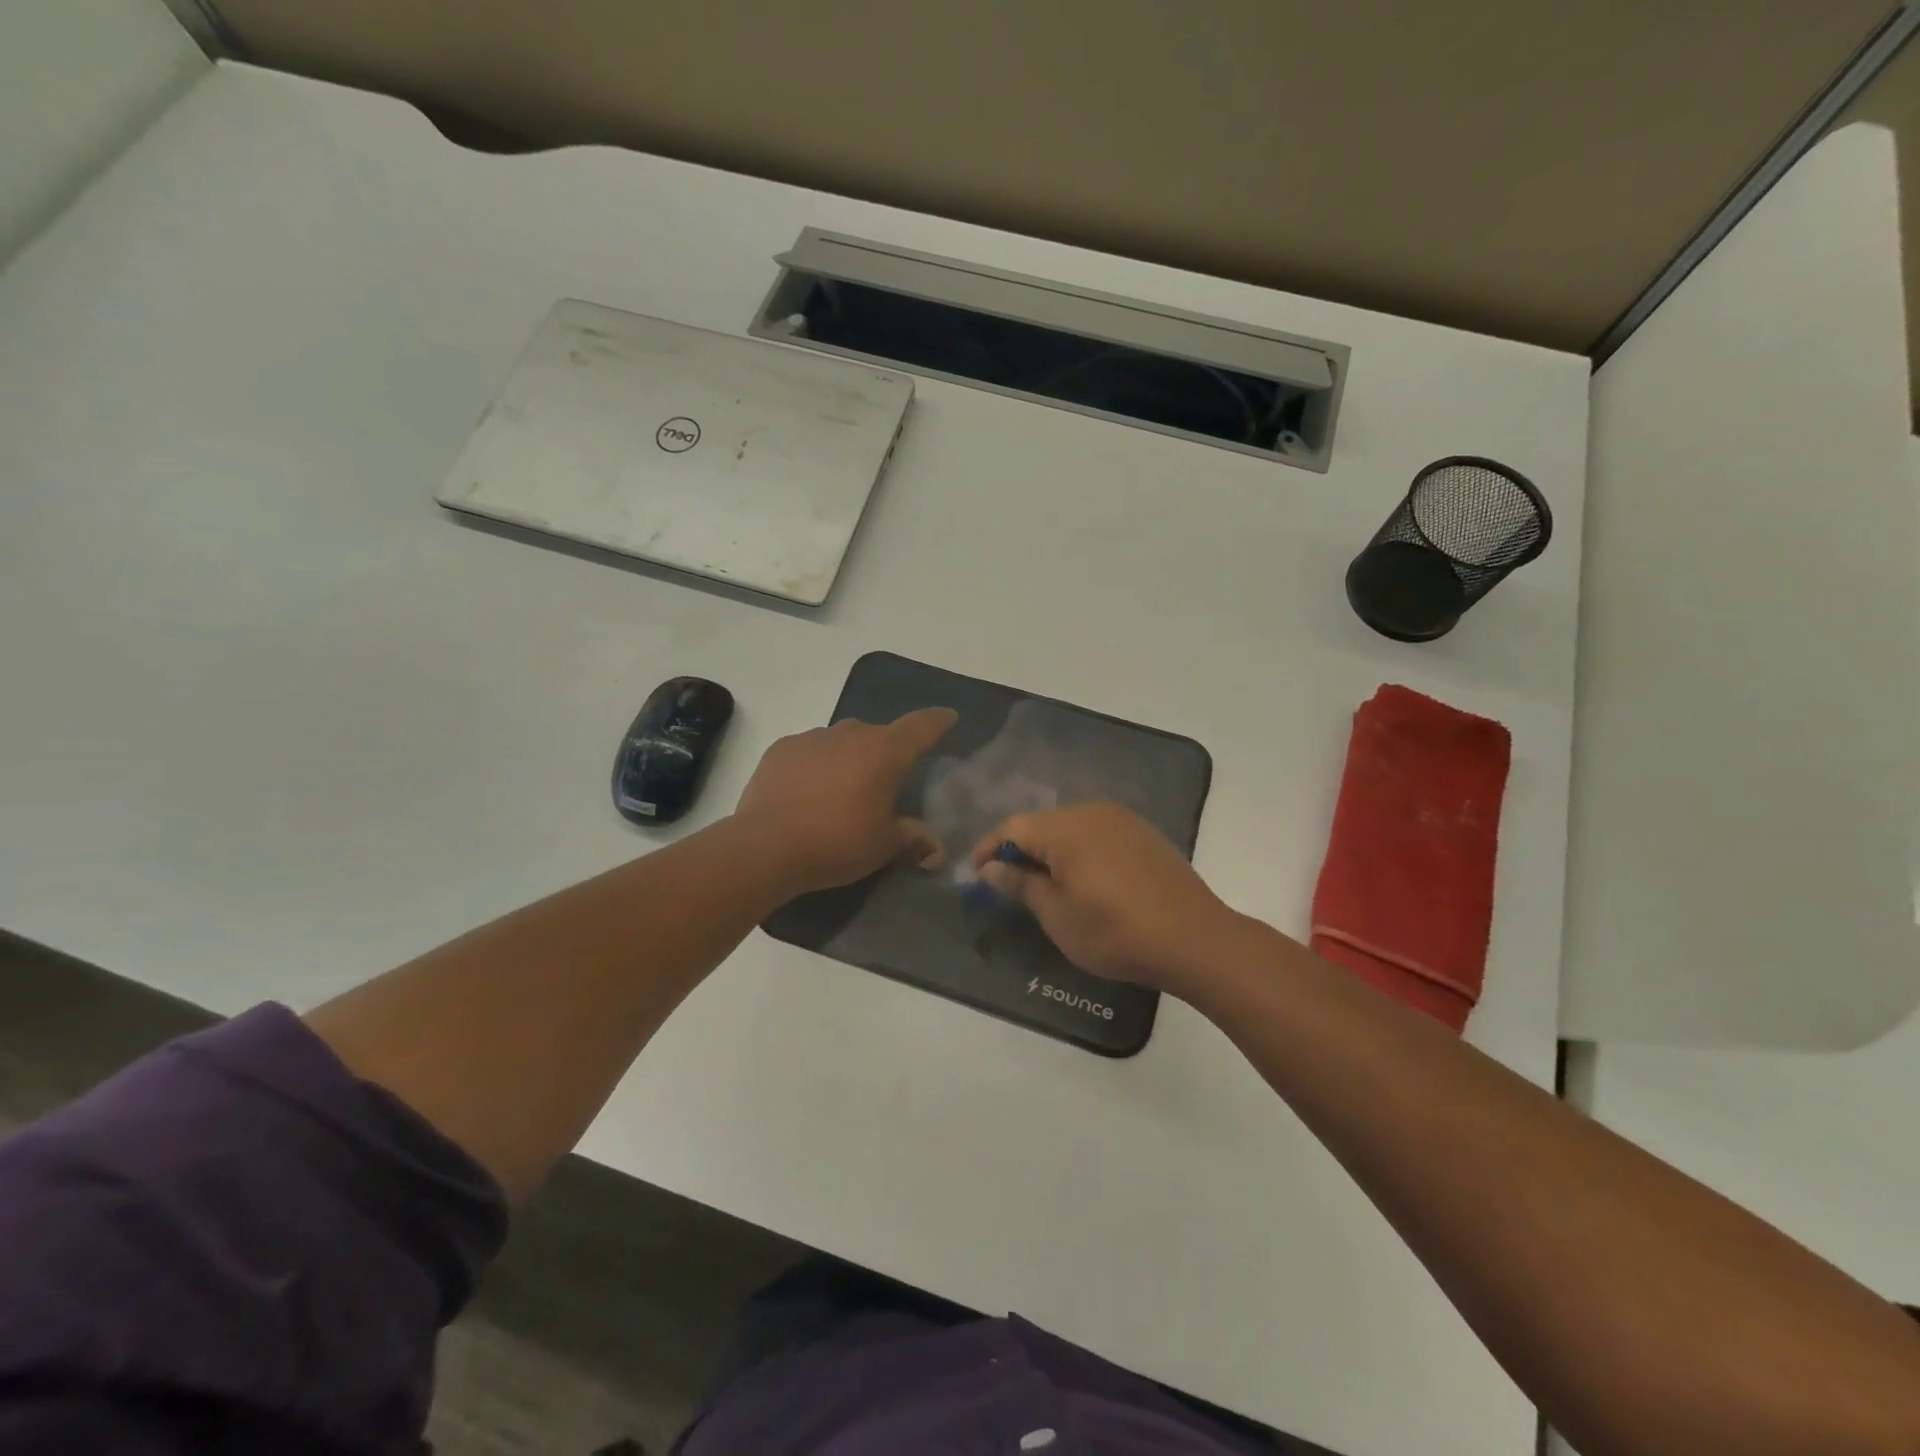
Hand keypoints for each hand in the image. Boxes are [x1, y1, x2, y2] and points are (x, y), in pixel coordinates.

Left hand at [735, 708, 956, 895]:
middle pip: (878, 734)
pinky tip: (809, 791)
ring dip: (849, 757)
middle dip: (887, 751)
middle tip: (887, 779)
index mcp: (884, 751)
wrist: (765, 847)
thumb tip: (935, 847)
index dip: (938, 721)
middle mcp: (850, 733)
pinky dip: (817, 765)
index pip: (920, 726)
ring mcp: (811, 738)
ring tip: (844, 789)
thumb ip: (912, 839)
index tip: (948, 717)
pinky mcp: (780, 750)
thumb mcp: (883, 846)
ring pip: (842, 740)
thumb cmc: (837, 843)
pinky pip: (810, 751)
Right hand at [970, 803, 1241, 993]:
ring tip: (1044, 886)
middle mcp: (1092, 812)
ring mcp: (1122, 820)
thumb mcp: (1057, 915)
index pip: (1012, 827)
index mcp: (1065, 828)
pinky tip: (1084, 881)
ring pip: (1071, 828)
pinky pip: (1098, 834)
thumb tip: (991, 867)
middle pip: (1042, 824)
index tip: (975, 876)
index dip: (988, 849)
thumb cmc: (1115, 932)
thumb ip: (1020, 884)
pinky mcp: (1144, 834)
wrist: (1195, 939)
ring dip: (1051, 852)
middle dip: (1020, 851)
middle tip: (1008, 886)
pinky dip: (1080, 852)